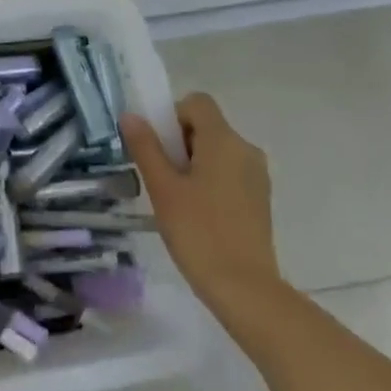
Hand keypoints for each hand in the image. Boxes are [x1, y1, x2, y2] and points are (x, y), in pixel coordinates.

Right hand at [123, 93, 280, 317]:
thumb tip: (131, 115)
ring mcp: (257, 175)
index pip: (197, 103)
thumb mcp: (163, 188)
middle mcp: (245, 149)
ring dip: (194, 163)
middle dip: (179, 143)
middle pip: (207, 126)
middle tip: (161, 178)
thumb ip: (146, 147)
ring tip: (177, 200)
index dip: (172, 115)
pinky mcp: (260, 198)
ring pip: (218, 151)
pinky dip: (210, 181)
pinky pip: (230, 172)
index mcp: (223, 140)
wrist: (245, 288)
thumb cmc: (198, 232)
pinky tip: (198, 215)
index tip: (158, 147)